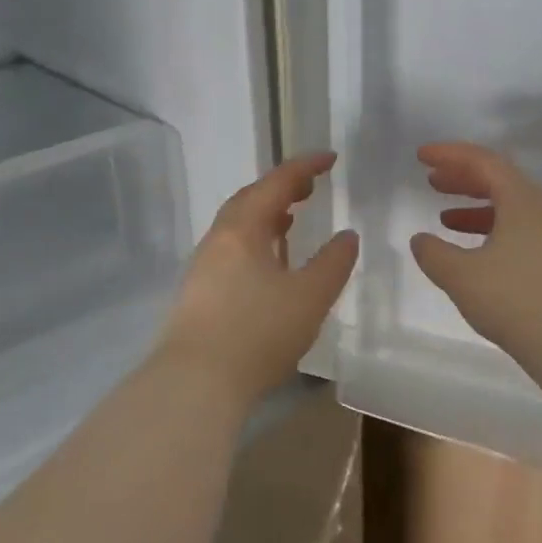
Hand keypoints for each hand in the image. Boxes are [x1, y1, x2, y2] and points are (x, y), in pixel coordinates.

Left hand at [156, 152, 358, 404]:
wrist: (194, 384)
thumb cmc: (257, 333)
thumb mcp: (310, 296)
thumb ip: (333, 263)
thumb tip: (347, 236)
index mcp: (243, 229)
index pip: (277, 183)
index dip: (305, 167)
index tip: (331, 158)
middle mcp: (219, 240)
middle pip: (250, 199)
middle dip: (282, 188)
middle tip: (311, 186)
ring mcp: (204, 267)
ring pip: (239, 227)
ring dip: (267, 215)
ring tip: (291, 218)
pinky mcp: (199, 294)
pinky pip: (233, 250)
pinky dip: (257, 242)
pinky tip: (270, 264)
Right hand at [409, 142, 541, 369]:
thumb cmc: (518, 300)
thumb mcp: (464, 277)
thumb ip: (435, 254)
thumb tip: (421, 240)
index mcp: (523, 198)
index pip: (483, 161)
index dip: (449, 155)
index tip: (421, 156)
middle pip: (500, 179)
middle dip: (463, 178)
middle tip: (432, 181)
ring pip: (512, 207)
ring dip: (477, 207)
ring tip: (446, 218)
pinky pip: (522, 229)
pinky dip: (494, 230)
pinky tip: (476, 253)